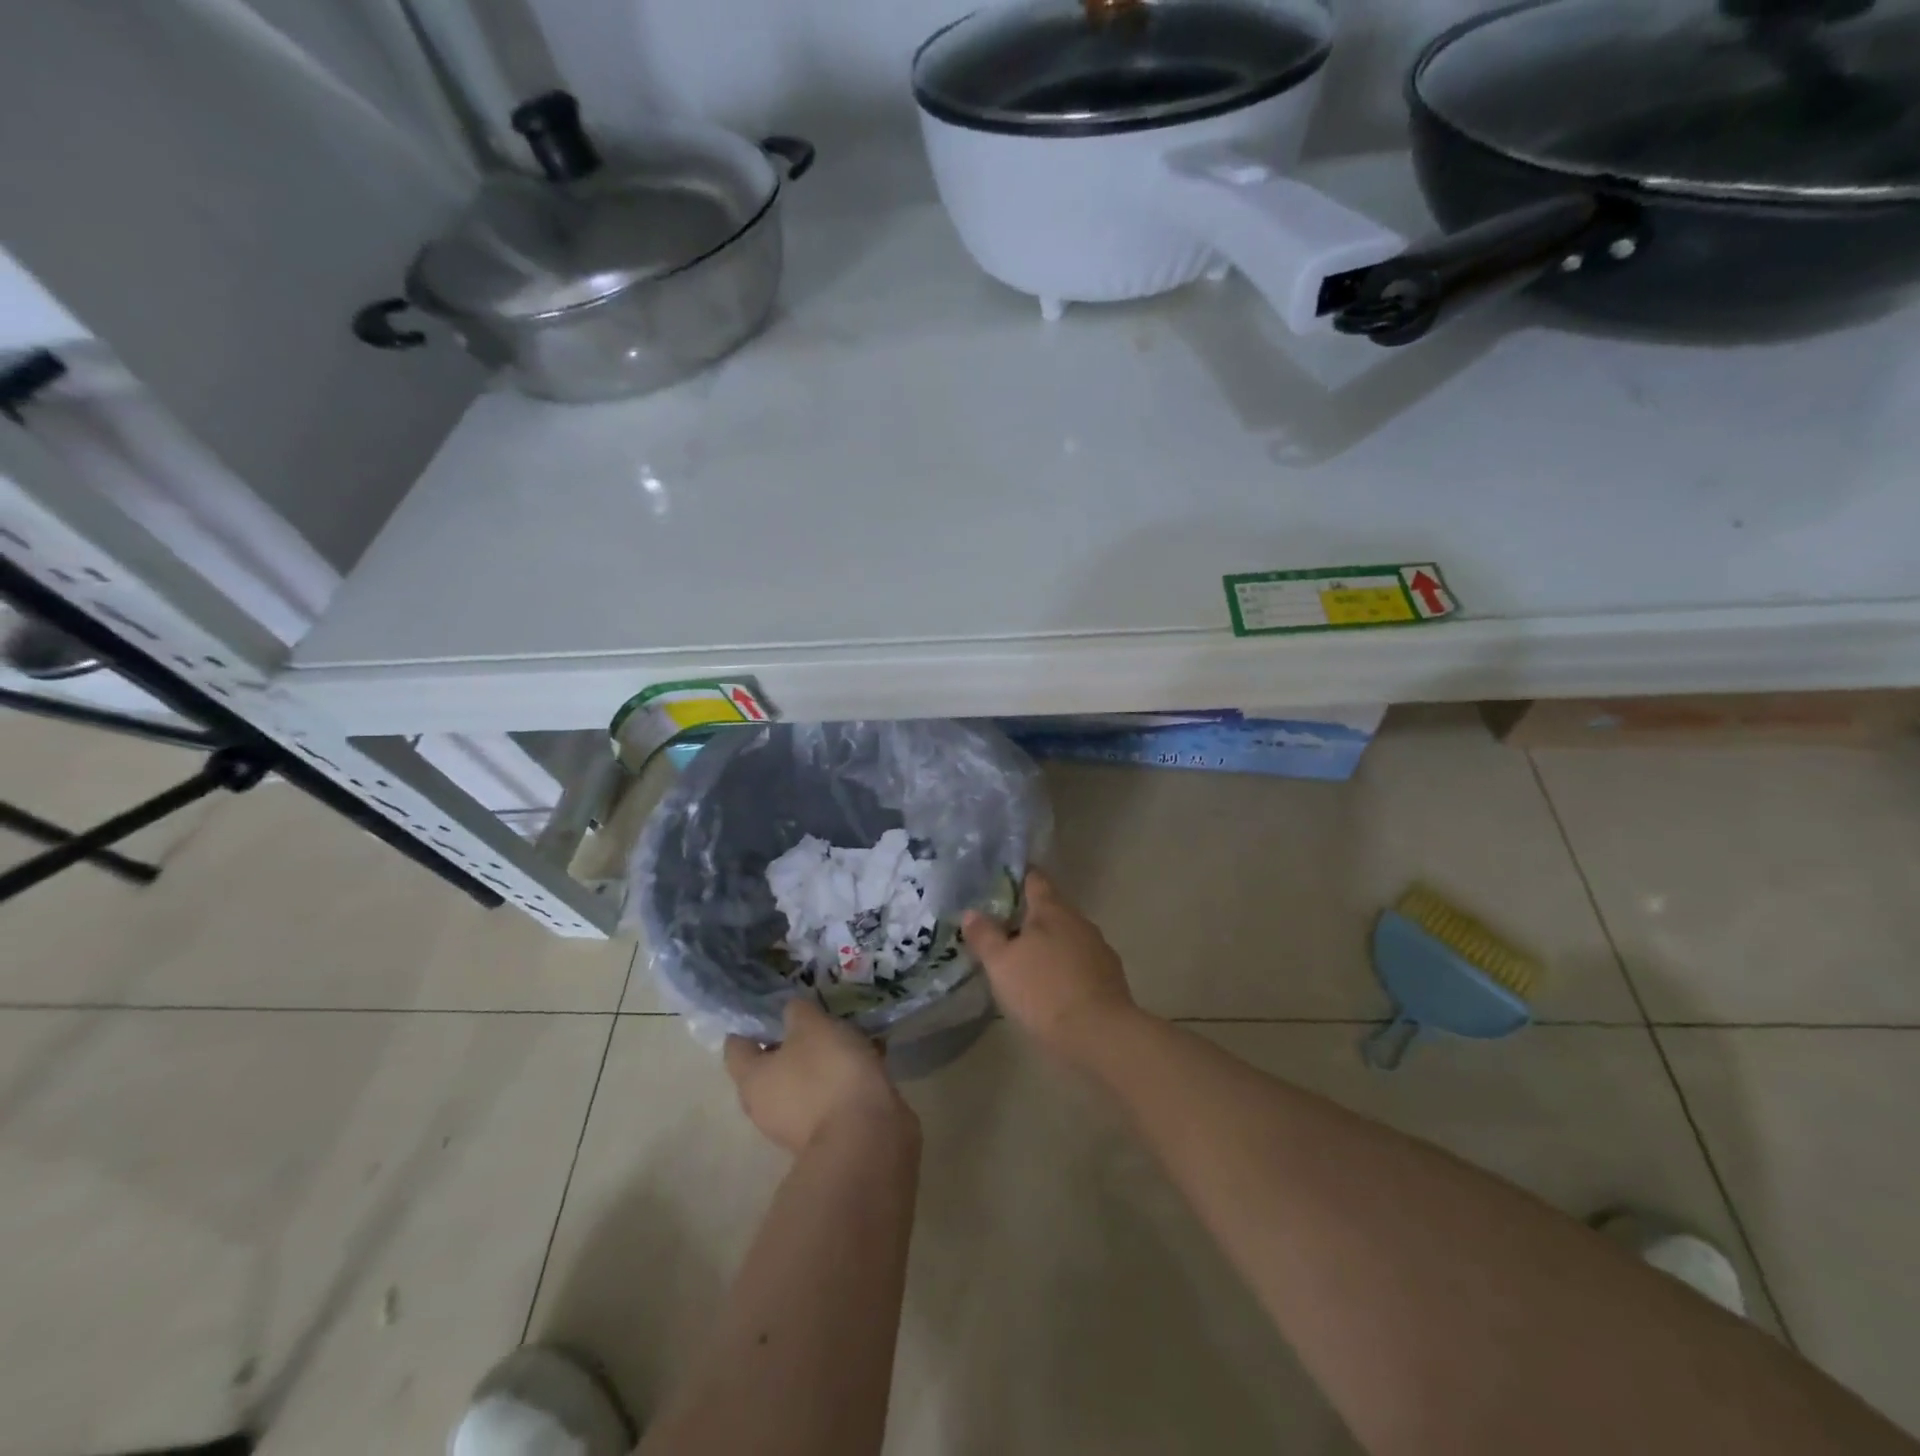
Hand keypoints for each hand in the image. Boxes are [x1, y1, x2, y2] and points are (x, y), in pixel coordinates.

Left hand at [724, 1000, 911, 1153]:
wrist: (866, 1138)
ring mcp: (797, 1124)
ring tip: (847, 1031)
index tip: (769, 1003)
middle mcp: (767, 1106)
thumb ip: (797, 1012)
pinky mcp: (829, 1132)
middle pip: (771, 1065)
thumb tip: (791, 1012)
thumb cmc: (827, 1074)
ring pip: (804, 1079)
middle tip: (813, 1014)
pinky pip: (830, 1093)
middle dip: (791, 1039)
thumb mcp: (812, 1026)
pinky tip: (868, 1055)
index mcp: (752, 1080)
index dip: (749, 1023)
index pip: (736, 1048)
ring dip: (821, 1058)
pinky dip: (843, 1075)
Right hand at [963, 869, 1137, 1060]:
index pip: (1035, 879)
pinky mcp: (1110, 978)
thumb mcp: (1001, 964)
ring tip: (1024, 962)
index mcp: (1052, 910)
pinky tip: (1051, 988)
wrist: (1100, 1035)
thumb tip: (971, 912)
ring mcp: (1099, 949)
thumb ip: (985, 936)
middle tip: (1003, 928)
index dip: (1018, 877)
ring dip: (1048, 945)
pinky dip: (1064, 968)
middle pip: (1051, 909)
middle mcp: (1079, 921)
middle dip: (1029, 917)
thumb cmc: (1044, 991)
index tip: (1001, 881)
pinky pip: (1080, 963)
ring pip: (1067, 937)